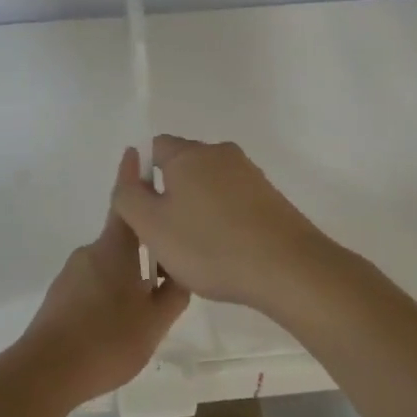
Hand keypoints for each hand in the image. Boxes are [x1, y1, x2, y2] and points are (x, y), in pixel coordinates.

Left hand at [12, 155, 190, 407]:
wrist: (45, 372)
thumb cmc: (106, 340)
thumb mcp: (154, 322)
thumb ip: (172, 294)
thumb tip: (182, 270)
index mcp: (114, 249)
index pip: (126, 203)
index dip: (133, 178)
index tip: (138, 154)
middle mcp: (90, 253)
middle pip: (122, 240)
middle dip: (144, 249)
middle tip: (167, 274)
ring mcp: (71, 275)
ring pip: (108, 265)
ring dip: (128, 276)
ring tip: (146, 310)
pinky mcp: (60, 297)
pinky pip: (93, 284)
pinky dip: (110, 293)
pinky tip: (118, 325)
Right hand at [110, 136, 341, 313]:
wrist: (288, 268)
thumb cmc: (209, 246)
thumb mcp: (151, 226)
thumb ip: (128, 195)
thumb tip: (130, 168)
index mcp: (189, 154)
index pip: (155, 148)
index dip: (143, 178)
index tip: (146, 215)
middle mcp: (220, 154)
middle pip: (183, 167)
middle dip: (170, 197)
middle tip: (166, 239)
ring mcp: (250, 174)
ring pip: (209, 187)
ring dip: (197, 212)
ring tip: (197, 254)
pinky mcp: (270, 197)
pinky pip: (233, 203)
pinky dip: (223, 222)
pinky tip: (226, 255)